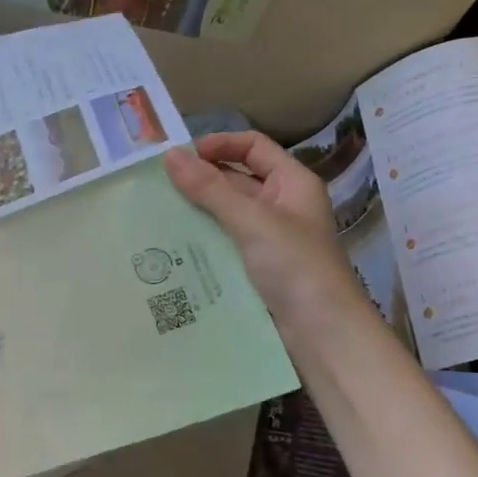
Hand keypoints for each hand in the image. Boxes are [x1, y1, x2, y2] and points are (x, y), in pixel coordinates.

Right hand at [163, 132, 361, 328]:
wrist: (322, 332)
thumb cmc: (295, 266)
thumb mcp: (251, 221)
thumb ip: (209, 188)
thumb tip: (170, 155)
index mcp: (292, 183)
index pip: (253, 147)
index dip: (219, 145)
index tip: (181, 157)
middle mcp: (281, 205)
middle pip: (236, 179)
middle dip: (200, 180)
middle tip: (157, 187)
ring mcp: (268, 237)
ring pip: (226, 213)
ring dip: (196, 210)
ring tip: (156, 212)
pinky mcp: (255, 266)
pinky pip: (223, 241)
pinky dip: (201, 238)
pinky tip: (171, 244)